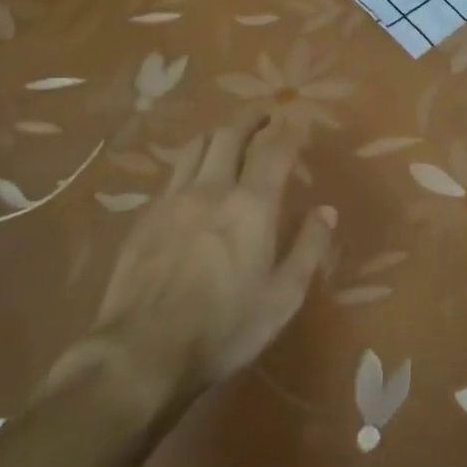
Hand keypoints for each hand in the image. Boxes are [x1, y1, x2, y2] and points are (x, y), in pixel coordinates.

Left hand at [43, 115, 336, 409]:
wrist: (141, 353)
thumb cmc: (223, 329)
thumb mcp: (282, 298)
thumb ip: (308, 249)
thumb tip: (326, 211)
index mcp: (252, 205)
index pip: (274, 150)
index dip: (288, 131)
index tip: (296, 121)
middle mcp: (213, 188)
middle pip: (230, 134)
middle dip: (251, 117)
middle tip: (265, 114)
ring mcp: (174, 199)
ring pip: (196, 146)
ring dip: (218, 132)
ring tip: (230, 135)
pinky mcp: (146, 216)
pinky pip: (173, 173)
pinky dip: (191, 162)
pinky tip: (194, 178)